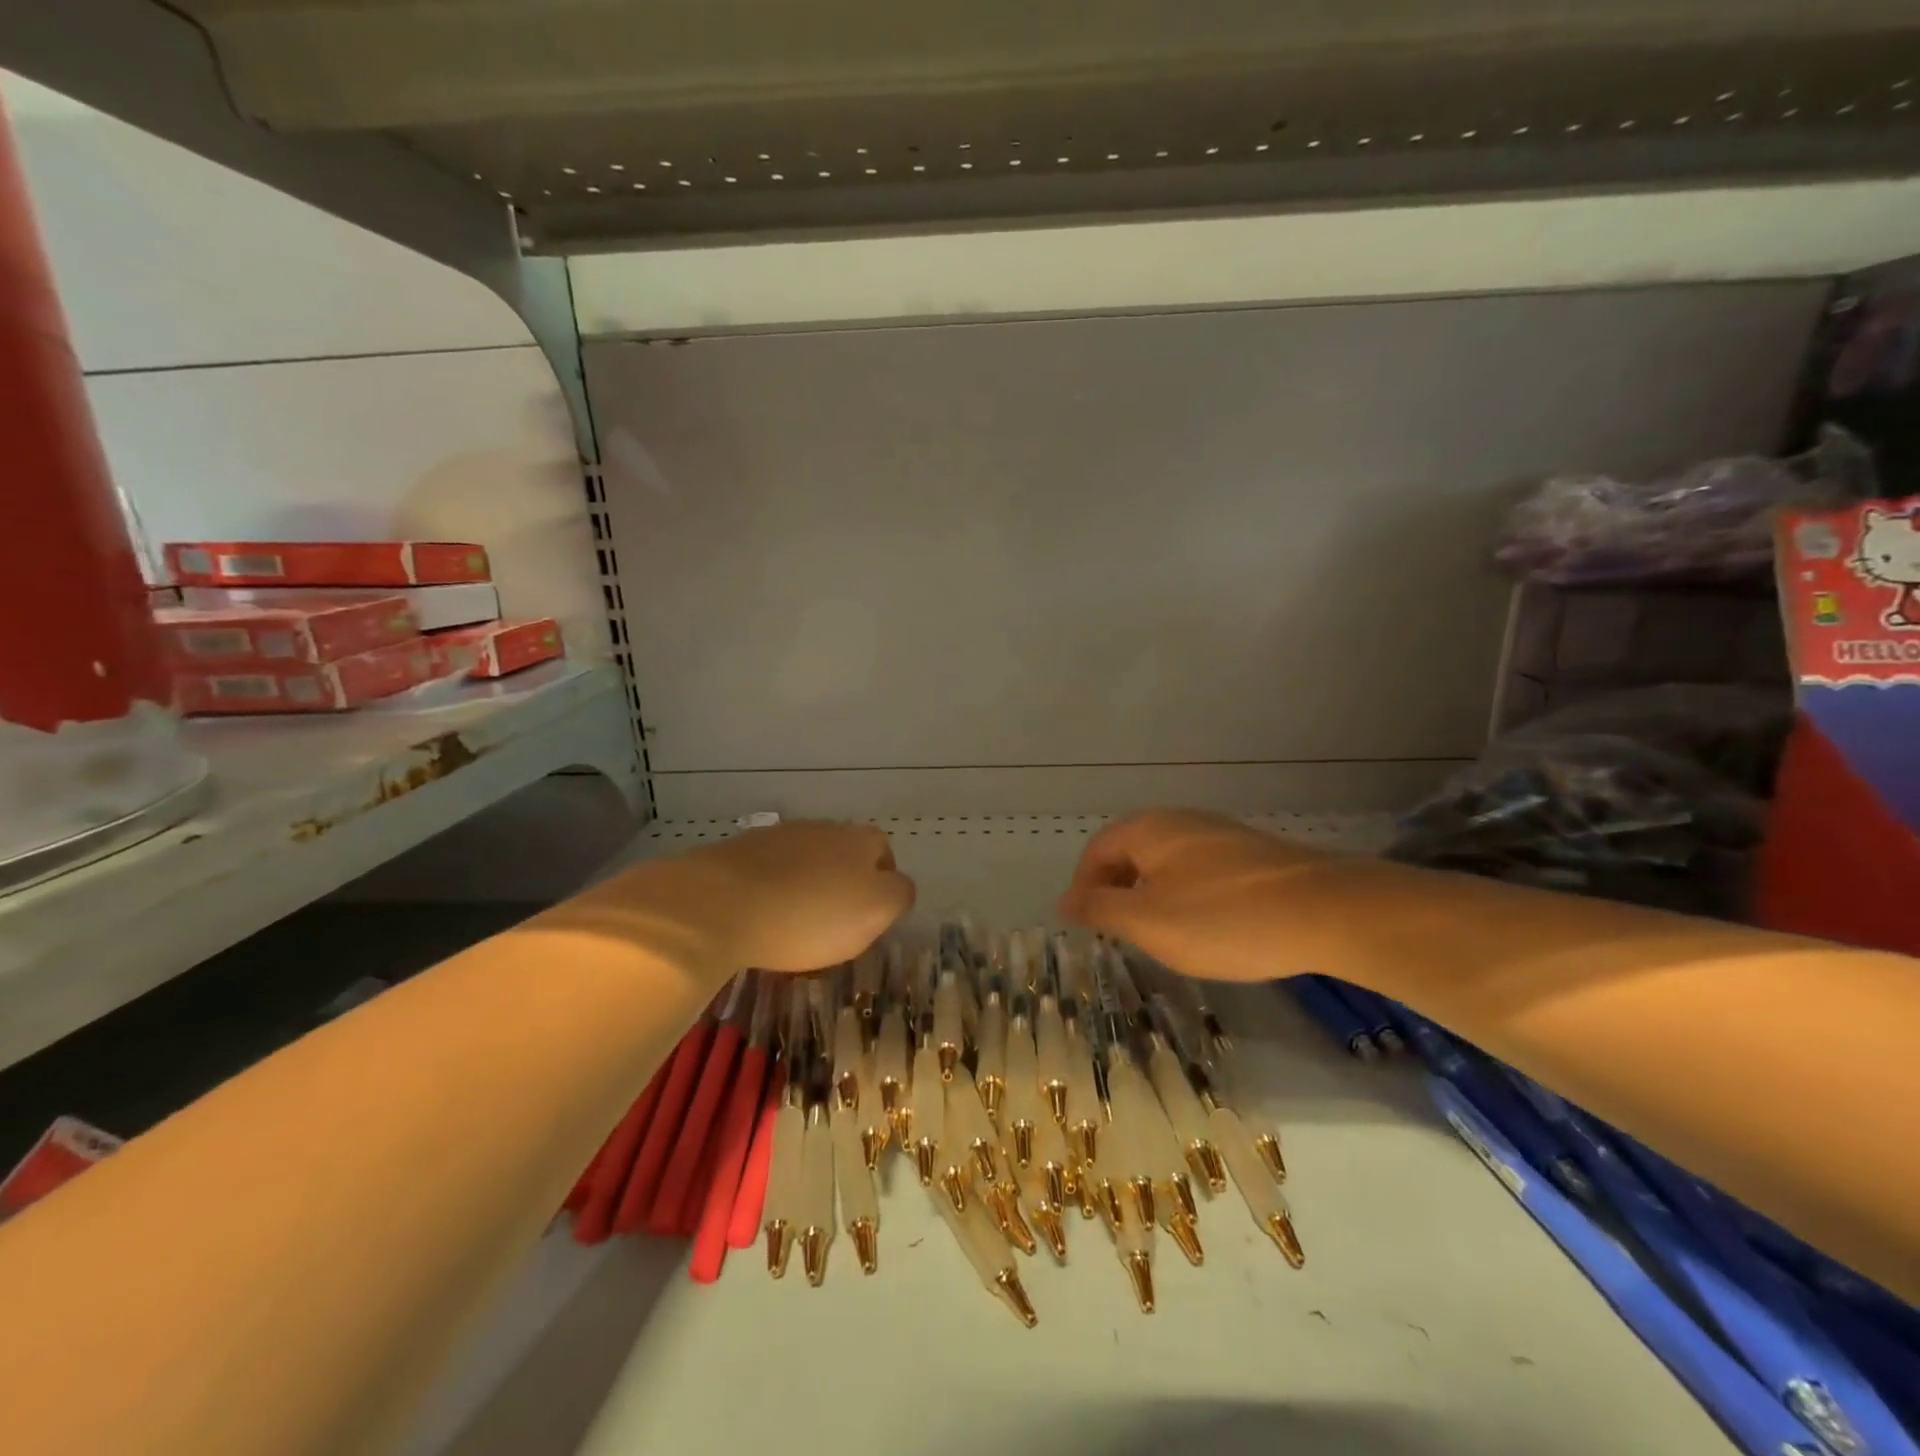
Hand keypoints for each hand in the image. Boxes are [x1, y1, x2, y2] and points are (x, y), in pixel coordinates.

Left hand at [590, 821, 914, 974]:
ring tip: (792, 925)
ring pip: (805, 862)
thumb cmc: (810, 914)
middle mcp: (823, 828)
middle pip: (844, 855)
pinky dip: (770, 892)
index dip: (881, 889)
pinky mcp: (738, 851)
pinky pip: (767, 872)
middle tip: (832, 924)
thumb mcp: (875, 911)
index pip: (884, 858)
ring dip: (805, 887)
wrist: (719, 904)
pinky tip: (759, 918)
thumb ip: (898, 895)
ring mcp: (778, 836)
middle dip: (842, 885)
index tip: (867, 921)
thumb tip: (896, 886)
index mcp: (860, 840)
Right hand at [1059, 810, 1331, 982]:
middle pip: (1131, 851)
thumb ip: (1100, 909)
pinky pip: (1199, 870)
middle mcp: (1180, 821)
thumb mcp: (1148, 922)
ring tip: (1157, 935)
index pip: (1097, 850)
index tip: (1086, 927)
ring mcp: (1219, 834)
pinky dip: (1184, 896)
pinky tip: (1204, 927)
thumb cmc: (1221, 918)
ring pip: (1166, 862)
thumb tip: (1063, 900)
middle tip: (1117, 933)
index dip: (1083, 887)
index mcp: (1148, 829)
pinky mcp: (1250, 854)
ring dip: (1149, 895)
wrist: (1324, 912)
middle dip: (1116, 891)